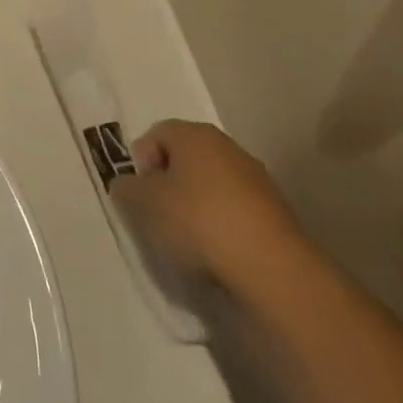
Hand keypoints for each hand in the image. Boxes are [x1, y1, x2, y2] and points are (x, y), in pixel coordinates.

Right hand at [110, 119, 301, 285]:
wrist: (270, 268)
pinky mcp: (275, 212)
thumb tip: (128, 184)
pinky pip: (234, 208)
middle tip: (158, 213)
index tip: (140, 193)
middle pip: (185, 157)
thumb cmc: (197, 221)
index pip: (157, 133)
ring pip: (211, 183)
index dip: (142, 161)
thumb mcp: (143, 203)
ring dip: (195, 204)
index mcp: (195, 134)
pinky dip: (220, 222)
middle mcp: (227, 147)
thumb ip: (126, 187)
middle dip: (168, 182)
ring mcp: (256, 179)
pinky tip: (216, 249)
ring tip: (187, 238)